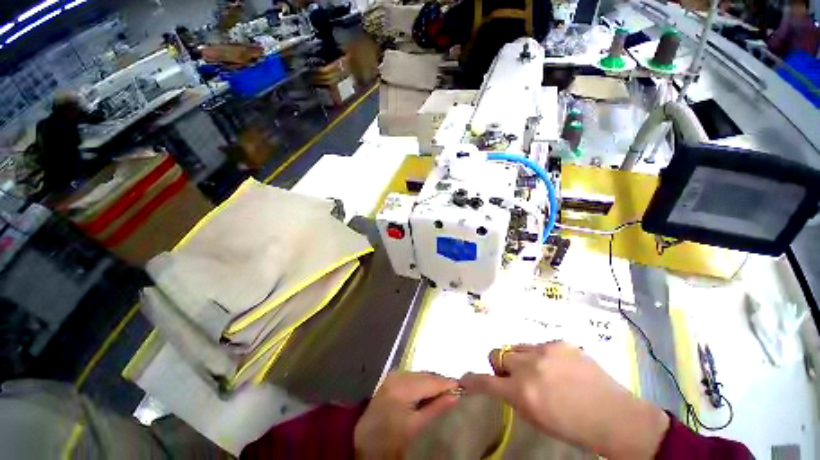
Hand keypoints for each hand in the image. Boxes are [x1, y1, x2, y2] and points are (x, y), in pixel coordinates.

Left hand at [355, 372, 459, 458]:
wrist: (362, 450)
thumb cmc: (391, 442)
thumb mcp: (417, 429)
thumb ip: (438, 409)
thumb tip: (457, 394)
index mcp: (402, 383)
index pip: (433, 379)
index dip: (450, 385)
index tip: (465, 393)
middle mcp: (396, 375)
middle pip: (426, 376)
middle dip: (440, 386)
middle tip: (455, 397)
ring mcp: (391, 379)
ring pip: (419, 378)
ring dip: (431, 387)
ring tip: (442, 399)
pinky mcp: (388, 385)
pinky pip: (411, 382)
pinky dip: (421, 389)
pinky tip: (426, 399)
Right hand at [460, 342, 669, 459]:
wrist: (615, 416)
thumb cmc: (574, 426)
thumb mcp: (536, 418)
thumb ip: (514, 396)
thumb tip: (501, 382)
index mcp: (524, 392)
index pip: (487, 382)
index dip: (473, 380)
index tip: (465, 378)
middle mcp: (530, 366)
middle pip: (497, 353)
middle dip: (501, 366)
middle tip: (516, 377)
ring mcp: (546, 350)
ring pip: (516, 346)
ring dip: (520, 359)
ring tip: (540, 371)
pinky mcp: (560, 342)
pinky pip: (538, 345)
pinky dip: (541, 356)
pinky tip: (559, 367)